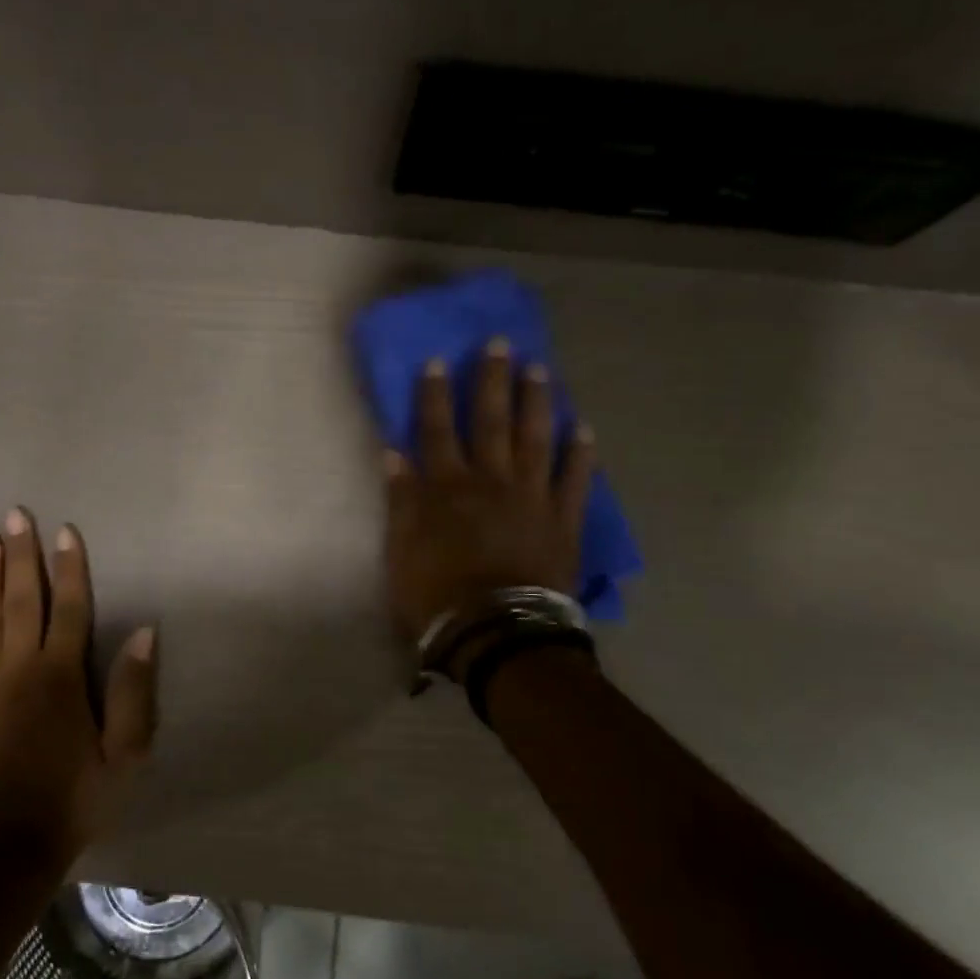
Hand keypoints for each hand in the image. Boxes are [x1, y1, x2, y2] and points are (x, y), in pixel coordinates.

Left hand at [0, 510, 157, 867]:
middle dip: (23, 556)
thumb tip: (145, 633)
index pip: (69, 608)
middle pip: (23, 602)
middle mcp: (19, 670)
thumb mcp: (125, 754)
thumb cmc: (74, 802)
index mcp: (61, 677)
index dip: (70, 568)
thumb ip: (133, 691)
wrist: (5, 853)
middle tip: (15, 516)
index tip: (67, 531)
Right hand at [384, 339, 597, 640]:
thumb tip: (394, 454)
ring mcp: (532, 497)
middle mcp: (491, 481)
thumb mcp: (401, 551)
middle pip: (491, 422)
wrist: (499, 634)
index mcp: (448, 488)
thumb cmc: (439, 596)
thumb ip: (401, 501)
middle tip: (500, 344)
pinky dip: (582, 455)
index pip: (437, 430)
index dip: (435, 395)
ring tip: (540, 370)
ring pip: (535, 439)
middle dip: (492, 381)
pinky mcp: (564, 520)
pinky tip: (585, 429)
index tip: (438, 360)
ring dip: (537, 402)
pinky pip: (576, 481)